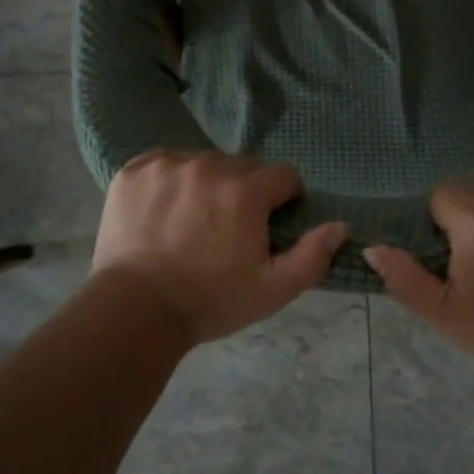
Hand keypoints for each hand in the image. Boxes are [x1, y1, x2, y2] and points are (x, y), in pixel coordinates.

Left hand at [92, 150, 347, 346]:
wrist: (134, 311)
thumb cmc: (210, 301)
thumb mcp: (272, 290)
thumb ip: (312, 256)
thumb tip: (340, 226)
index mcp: (246, 190)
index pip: (284, 176)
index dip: (283, 201)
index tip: (268, 226)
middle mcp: (208, 165)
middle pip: (243, 167)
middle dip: (245, 192)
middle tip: (228, 229)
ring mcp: (168, 164)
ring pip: (204, 162)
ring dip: (207, 183)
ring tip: (193, 221)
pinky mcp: (135, 170)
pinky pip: (166, 163)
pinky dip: (170, 181)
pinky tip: (164, 212)